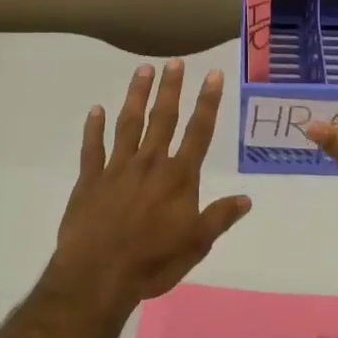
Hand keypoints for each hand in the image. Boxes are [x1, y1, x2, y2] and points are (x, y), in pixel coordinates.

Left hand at [51, 58, 252, 308]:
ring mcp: (117, 169)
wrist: (98, 276)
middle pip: (163, 118)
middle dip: (171, 88)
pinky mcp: (90, 180)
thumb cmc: (153, 262)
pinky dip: (93, 128)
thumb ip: (220, 217)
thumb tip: (246, 198)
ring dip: (136, 96)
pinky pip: (92, 148)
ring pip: (128, 124)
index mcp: (178, 177)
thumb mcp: (197, 244)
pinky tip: (95, 110)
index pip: (199, 132)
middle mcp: (150, 164)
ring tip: (142, 70)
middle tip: (174, 62)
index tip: (213, 75)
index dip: (208, 102)